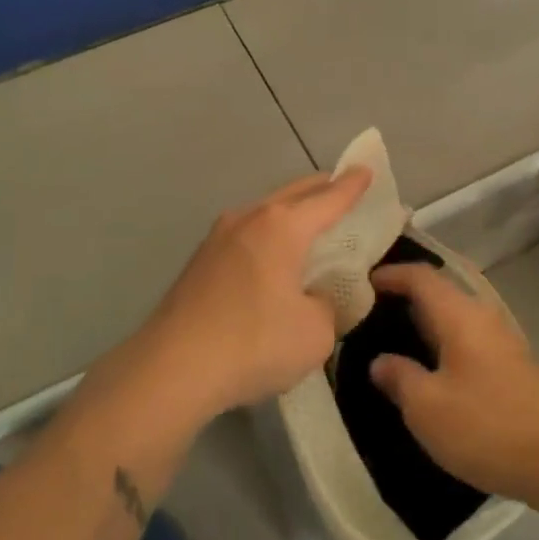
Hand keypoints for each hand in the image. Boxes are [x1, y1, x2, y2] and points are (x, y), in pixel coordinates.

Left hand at [138, 169, 371, 418]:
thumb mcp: (315, 333)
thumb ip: (326, 306)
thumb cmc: (254, 343)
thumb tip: (312, 299)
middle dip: (321, 188)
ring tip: (308, 221)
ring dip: (290, 211)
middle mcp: (250, 219)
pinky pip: (246, 234)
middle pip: (294, 194)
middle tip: (341, 187)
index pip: (329, 199)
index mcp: (283, 227)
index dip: (352, 186)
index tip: (366, 170)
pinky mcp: (199, 261)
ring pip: (265, 211)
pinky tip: (271, 256)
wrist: (172, 369)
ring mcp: (218, 237)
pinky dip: (268, 234)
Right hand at [367, 264, 538, 503]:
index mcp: (459, 314)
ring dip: (424, 323)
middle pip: (439, 293)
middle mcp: (482, 316)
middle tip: (368, 312)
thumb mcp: (427, 407)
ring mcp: (502, 341)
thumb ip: (399, 377)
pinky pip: (467, 340)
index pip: (420, 276)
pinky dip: (442, 344)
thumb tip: (380, 361)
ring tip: (393, 340)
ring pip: (454, 318)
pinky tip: (430, 371)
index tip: (360, 282)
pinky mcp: (512, 367)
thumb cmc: (487, 425)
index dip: (390, 274)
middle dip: (404, 298)